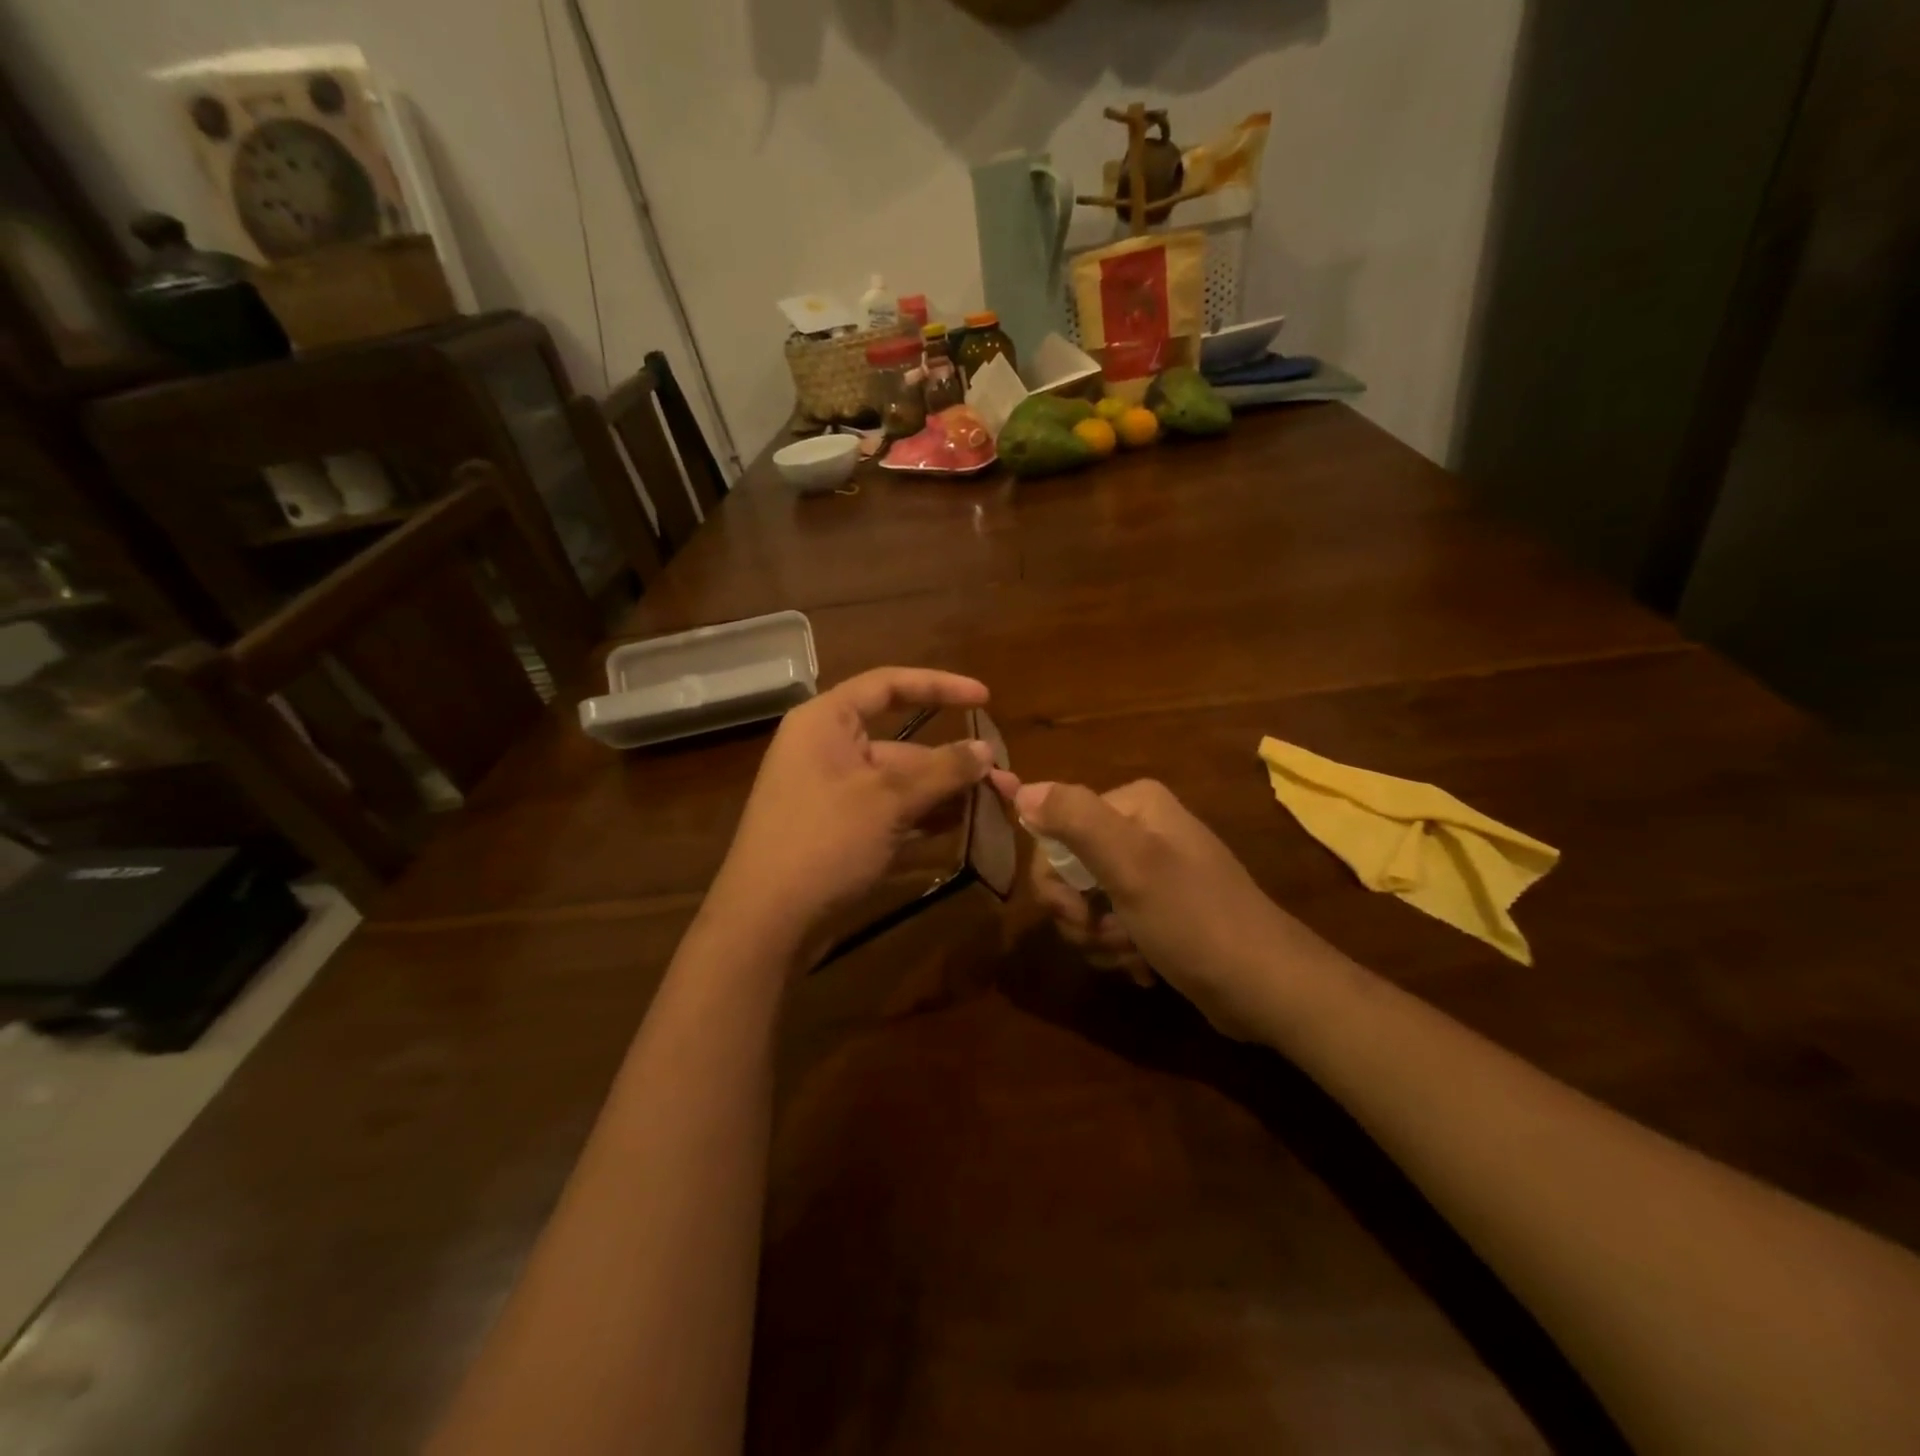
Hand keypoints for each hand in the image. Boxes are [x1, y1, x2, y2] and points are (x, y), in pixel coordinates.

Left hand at [705, 667, 993, 964]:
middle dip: (951, 760)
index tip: (985, 698)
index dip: (939, 686)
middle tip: (1002, 779)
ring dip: (942, 791)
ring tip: (992, 804)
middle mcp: (826, 747)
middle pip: (900, 741)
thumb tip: (987, 750)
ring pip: (897, 779)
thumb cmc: (823, 842)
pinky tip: (959, 825)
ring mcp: (830, 790)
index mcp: (826, 722)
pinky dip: (920, 814)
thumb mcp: (889, 800)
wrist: (765, 922)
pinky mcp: (836, 827)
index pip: (888, 685)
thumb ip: (942, 770)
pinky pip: (886, 808)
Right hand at [1008, 777, 1324, 1037]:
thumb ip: (1075, 819)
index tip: (1077, 912)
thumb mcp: (1131, 865)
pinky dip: (1120, 951)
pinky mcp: (1158, 911)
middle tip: (1110, 937)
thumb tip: (1022, 788)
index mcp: (1134, 805)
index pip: (1055, 831)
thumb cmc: (1195, 920)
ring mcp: (1151, 872)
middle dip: (1081, 915)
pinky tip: (1145, 967)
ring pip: (1086, 905)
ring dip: (1102, 939)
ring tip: (1135, 954)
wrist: (1265, 988)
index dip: (1055, 878)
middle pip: (1068, 870)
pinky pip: (1111, 925)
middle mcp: (1140, 829)